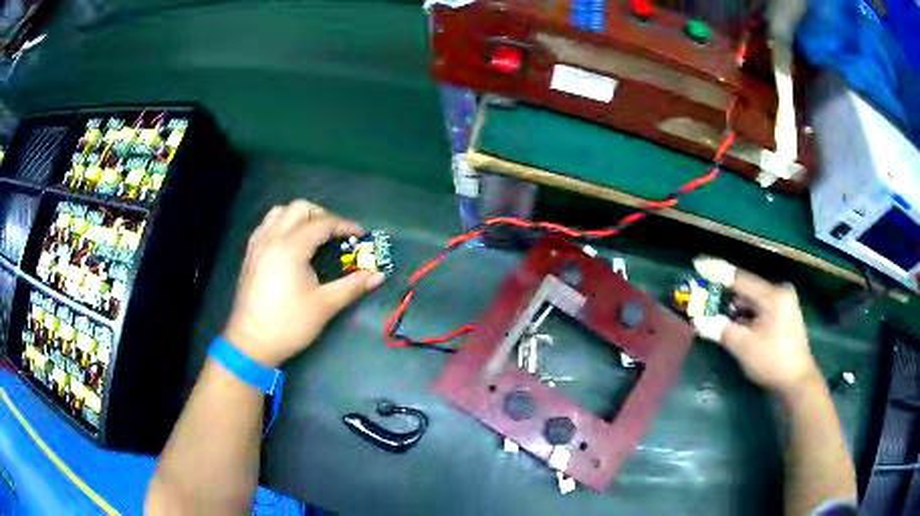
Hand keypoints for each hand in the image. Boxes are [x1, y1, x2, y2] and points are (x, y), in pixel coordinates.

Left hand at [224, 200, 385, 367]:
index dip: (345, 225)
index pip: (322, 223)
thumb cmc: (289, 324)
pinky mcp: (250, 254)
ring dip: (300, 216)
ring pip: (279, 212)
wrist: (251, 343)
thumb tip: (378, 275)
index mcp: (291, 247)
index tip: (360, 235)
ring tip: (313, 235)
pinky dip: (282, 224)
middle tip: (336, 234)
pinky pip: (266, 225)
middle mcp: (272, 238)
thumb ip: (352, 286)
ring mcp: (258, 244)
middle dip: (322, 215)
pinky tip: (290, 244)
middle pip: (299, 208)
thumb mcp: (324, 306)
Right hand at [692, 257, 820, 395]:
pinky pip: (760, 307)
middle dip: (725, 294)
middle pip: (747, 288)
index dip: (717, 272)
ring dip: (735, 307)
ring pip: (753, 299)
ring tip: (717, 314)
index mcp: (772, 295)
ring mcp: (785, 303)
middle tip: (705, 297)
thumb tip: (699, 321)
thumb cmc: (772, 362)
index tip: (698, 264)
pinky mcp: (784, 315)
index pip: (740, 279)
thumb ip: (721, 330)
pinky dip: (746, 314)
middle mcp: (780, 292)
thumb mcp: (744, 347)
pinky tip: (736, 323)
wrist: (797, 383)